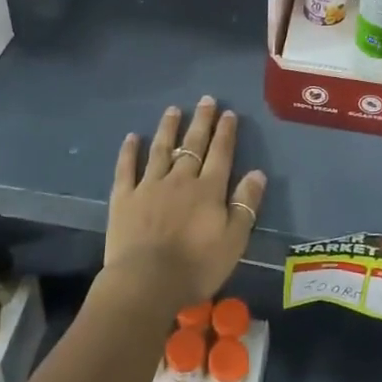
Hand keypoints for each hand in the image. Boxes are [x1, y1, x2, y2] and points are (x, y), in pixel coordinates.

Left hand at [104, 97, 266, 309]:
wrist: (147, 282)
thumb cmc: (196, 266)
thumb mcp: (234, 240)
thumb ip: (245, 205)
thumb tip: (257, 173)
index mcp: (208, 189)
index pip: (221, 154)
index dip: (225, 133)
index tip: (228, 113)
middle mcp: (180, 179)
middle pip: (193, 144)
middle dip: (201, 121)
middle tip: (206, 100)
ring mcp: (150, 185)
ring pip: (161, 149)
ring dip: (168, 128)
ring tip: (173, 109)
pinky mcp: (124, 198)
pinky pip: (126, 169)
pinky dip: (129, 152)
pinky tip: (132, 137)